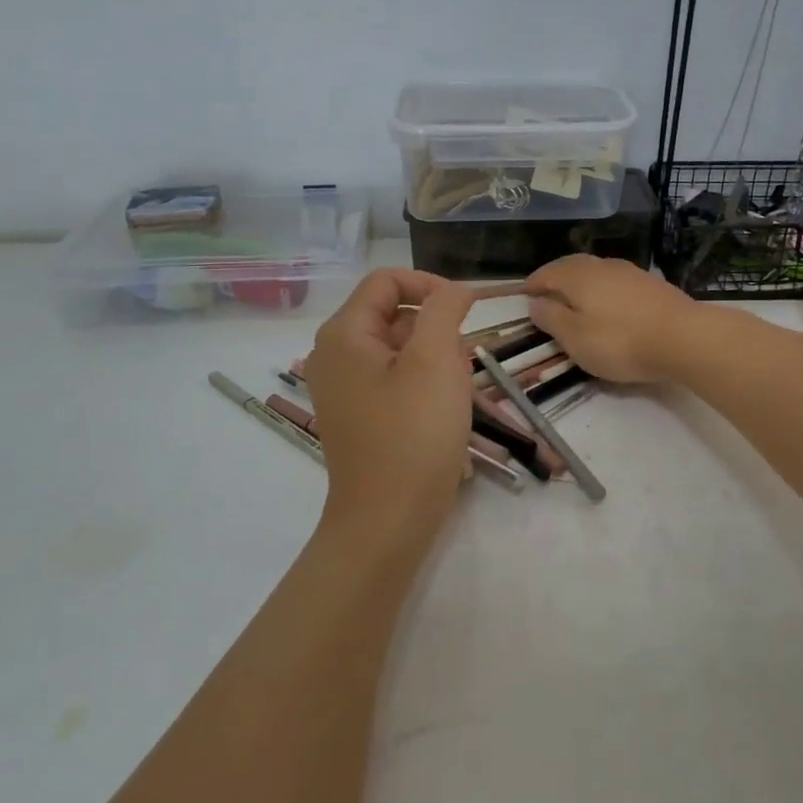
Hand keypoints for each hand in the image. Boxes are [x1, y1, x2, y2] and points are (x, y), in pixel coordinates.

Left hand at [304, 269, 474, 548]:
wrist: (388, 522)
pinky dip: (424, 384)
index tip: (468, 309)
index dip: (430, 285)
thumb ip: (445, 309)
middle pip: (393, 314)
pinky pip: (396, 381)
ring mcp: (345, 389)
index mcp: (343, 334)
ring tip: (457, 392)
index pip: (386, 281)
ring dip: (436, 359)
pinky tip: (446, 410)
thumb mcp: (436, 360)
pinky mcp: (360, 416)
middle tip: (463, 364)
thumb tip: (454, 290)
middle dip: (436, 329)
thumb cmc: (413, 434)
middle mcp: (335, 356)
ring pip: (399, 349)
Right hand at [524, 256, 703, 383]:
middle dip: (557, 277)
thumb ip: (552, 319)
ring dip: (583, 282)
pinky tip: (609, 305)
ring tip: (577, 300)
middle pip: (573, 266)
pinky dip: (605, 290)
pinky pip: (617, 282)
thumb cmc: (620, 341)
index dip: (534, 283)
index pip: (548, 273)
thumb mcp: (576, 338)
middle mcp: (603, 266)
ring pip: (598, 272)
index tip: (525, 294)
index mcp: (578, 276)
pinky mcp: (652, 285)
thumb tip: (535, 303)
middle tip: (548, 293)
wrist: (683, 338)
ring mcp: (631, 272)